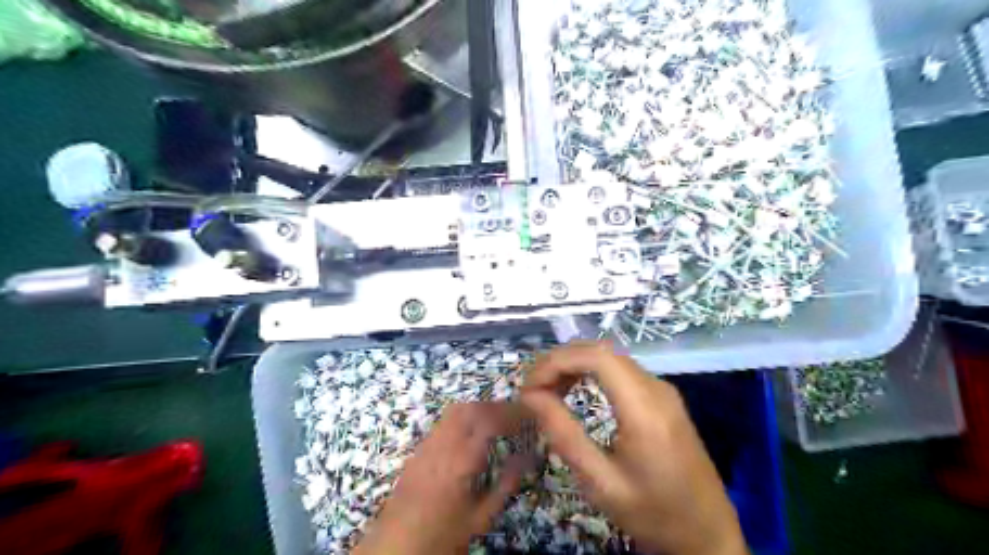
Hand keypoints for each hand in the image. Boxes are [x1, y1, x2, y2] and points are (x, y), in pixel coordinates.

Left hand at [352, 402, 528, 554]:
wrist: (396, 545)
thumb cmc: (443, 535)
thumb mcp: (480, 516)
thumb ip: (506, 484)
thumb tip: (528, 458)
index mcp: (461, 461)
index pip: (490, 420)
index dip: (512, 412)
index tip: (528, 414)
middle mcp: (443, 444)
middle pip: (472, 408)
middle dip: (496, 407)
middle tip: (515, 417)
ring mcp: (427, 444)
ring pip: (455, 411)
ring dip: (479, 409)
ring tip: (496, 422)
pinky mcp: (418, 448)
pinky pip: (444, 422)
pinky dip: (463, 418)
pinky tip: (471, 433)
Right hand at [521, 342, 744, 553]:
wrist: (708, 534)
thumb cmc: (653, 515)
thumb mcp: (600, 483)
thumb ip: (564, 435)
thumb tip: (531, 396)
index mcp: (644, 409)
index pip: (597, 356)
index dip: (557, 361)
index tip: (530, 387)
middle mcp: (656, 388)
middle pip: (601, 351)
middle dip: (560, 361)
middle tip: (532, 388)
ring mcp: (662, 390)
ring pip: (610, 357)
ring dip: (574, 365)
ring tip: (547, 389)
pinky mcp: (662, 397)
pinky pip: (620, 371)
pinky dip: (590, 372)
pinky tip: (574, 391)